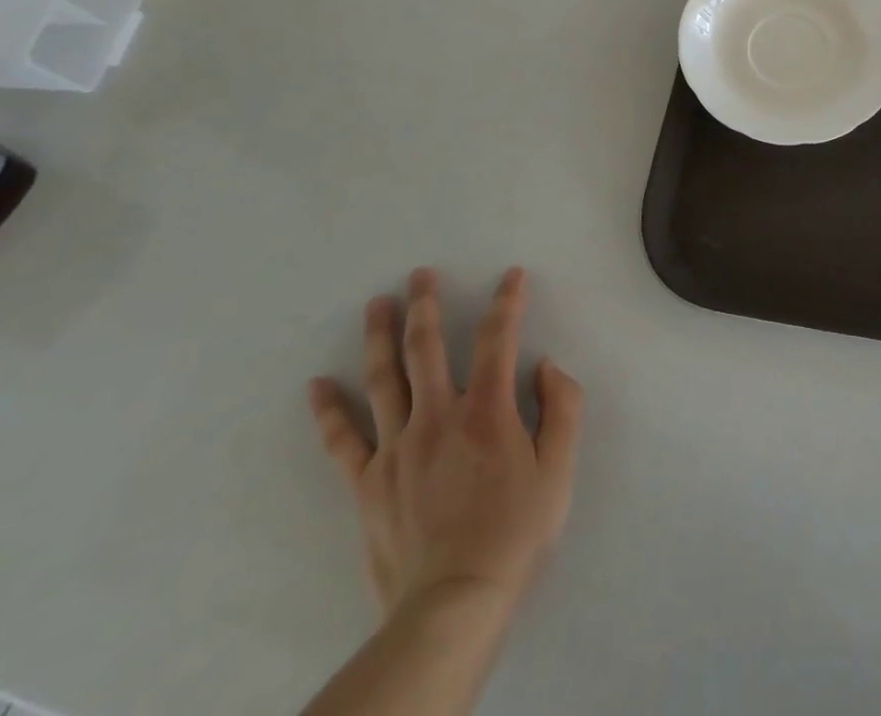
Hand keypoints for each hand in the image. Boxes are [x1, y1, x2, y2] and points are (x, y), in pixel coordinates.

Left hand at [307, 267, 583, 625]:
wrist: (453, 606)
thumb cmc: (515, 533)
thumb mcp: (560, 470)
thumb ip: (563, 408)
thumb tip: (546, 366)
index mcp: (487, 410)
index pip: (498, 338)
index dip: (508, 301)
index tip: (512, 276)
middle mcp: (437, 416)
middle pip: (426, 347)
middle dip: (425, 305)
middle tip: (419, 274)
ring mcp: (396, 448)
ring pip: (383, 379)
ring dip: (379, 337)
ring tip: (376, 305)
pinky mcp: (368, 483)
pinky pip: (343, 440)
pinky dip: (328, 411)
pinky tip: (317, 386)